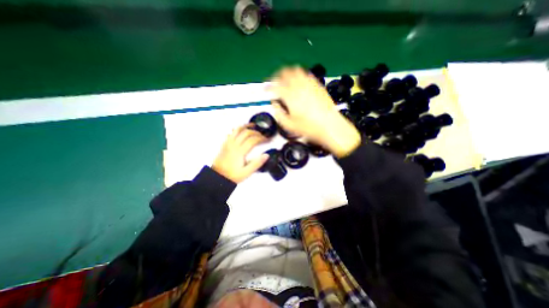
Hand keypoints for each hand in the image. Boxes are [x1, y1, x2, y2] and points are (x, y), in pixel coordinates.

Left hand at [211, 123, 269, 181]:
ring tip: (253, 126)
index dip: (262, 138)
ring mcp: (228, 143)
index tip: (268, 140)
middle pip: (246, 133)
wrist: (217, 177)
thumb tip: (266, 155)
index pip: (253, 140)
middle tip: (263, 135)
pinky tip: (242, 130)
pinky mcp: (225, 144)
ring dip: (246, 126)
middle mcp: (234, 144)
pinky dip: (238, 129)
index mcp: (240, 151)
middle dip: (256, 132)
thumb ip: (257, 164)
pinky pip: (231, 132)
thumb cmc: (233, 175)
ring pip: (237, 129)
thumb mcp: (246, 173)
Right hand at [269, 67, 363, 158]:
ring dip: (288, 73)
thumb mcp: (289, 125)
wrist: (330, 126)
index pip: (275, 87)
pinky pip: (307, 75)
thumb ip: (278, 113)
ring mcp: (310, 84)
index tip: (266, 89)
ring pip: (296, 70)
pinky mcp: (318, 85)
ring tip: (286, 79)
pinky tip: (300, 81)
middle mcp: (299, 87)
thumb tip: (275, 104)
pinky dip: (300, 75)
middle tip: (275, 81)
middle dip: (277, 75)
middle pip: (285, 73)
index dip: (268, 87)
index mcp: (290, 96)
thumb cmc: (309, 128)